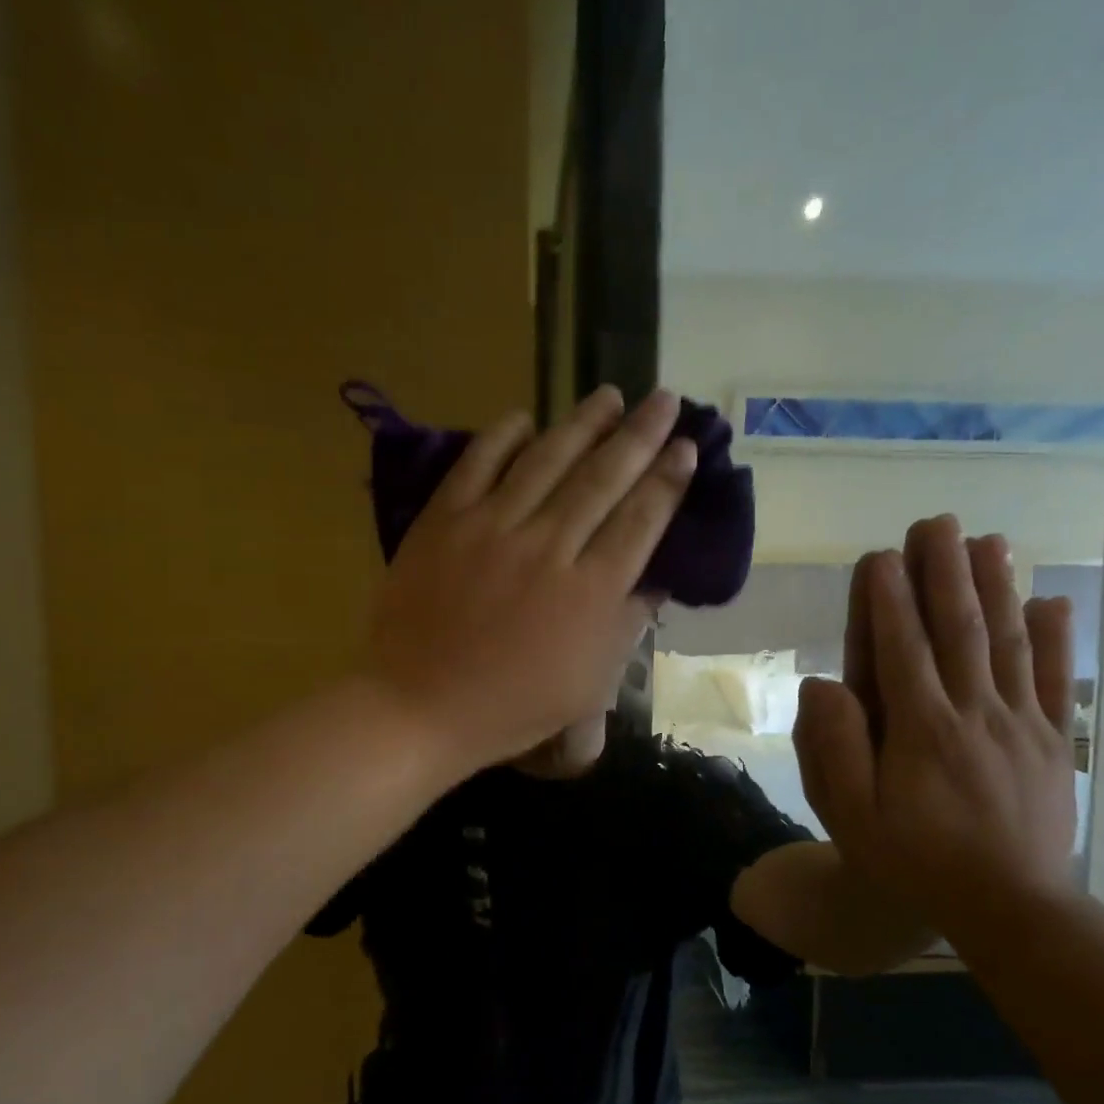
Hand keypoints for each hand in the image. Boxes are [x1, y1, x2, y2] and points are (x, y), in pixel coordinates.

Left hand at [363, 386, 695, 773]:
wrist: (419, 706)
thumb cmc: (510, 708)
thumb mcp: (587, 686)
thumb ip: (624, 629)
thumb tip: (654, 582)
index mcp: (589, 592)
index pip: (640, 521)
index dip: (666, 481)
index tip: (685, 447)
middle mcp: (548, 547)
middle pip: (603, 478)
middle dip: (640, 435)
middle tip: (664, 399)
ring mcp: (492, 528)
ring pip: (547, 460)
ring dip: (583, 423)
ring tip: (610, 395)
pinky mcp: (444, 521)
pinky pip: (478, 464)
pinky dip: (503, 437)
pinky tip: (525, 417)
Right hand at [792, 516, 1077, 925]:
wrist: (1012, 907)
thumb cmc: (916, 861)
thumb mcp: (853, 817)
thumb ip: (835, 749)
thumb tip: (824, 684)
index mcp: (920, 729)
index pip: (901, 649)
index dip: (889, 599)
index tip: (881, 555)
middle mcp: (973, 712)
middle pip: (958, 629)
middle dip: (944, 572)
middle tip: (936, 522)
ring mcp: (1020, 724)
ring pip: (1008, 642)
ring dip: (996, 587)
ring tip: (988, 540)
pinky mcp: (1051, 742)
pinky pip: (1054, 680)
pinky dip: (1057, 638)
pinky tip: (1054, 601)